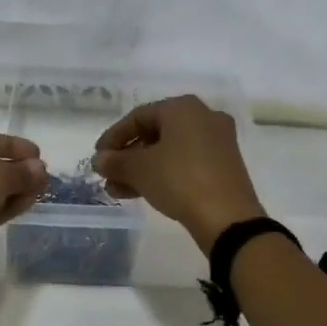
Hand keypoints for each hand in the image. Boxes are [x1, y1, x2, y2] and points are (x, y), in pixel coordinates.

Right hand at [92, 95, 265, 248]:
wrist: (227, 217)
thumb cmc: (179, 180)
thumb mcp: (140, 170)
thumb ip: (115, 161)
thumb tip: (99, 160)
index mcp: (183, 108)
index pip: (138, 116)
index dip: (113, 137)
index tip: (98, 158)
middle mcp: (203, 117)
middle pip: (155, 133)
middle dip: (128, 157)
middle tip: (108, 176)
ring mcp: (217, 142)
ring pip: (169, 151)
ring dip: (141, 169)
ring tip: (118, 191)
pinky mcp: (224, 165)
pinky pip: (185, 163)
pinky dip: (163, 174)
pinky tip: (142, 193)